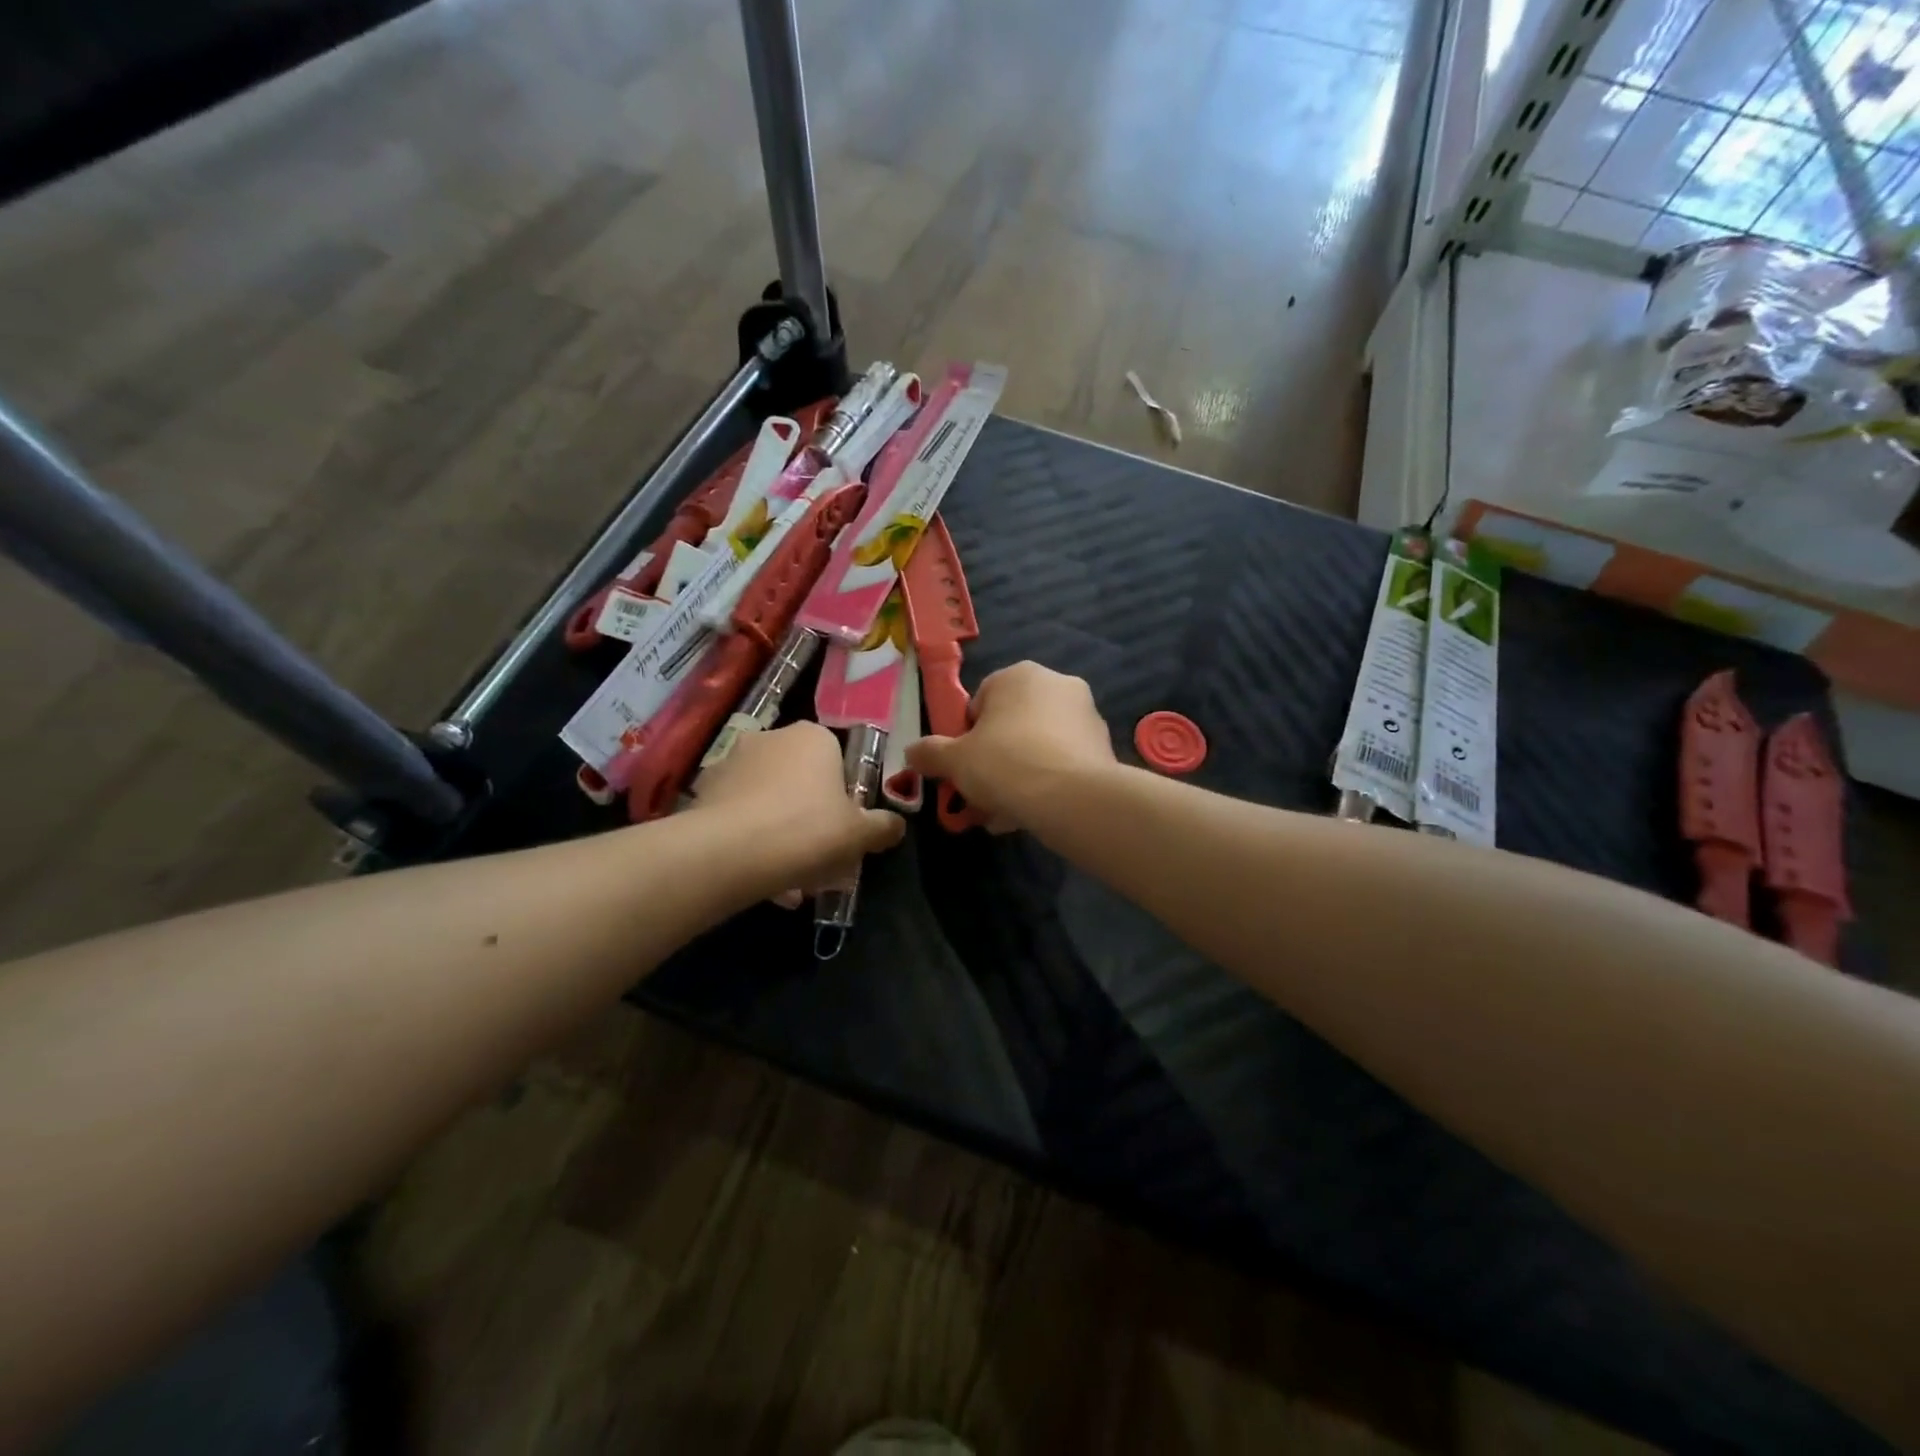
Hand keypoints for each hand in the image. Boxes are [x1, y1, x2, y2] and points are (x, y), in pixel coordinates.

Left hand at [689, 722, 903, 903]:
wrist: (729, 853)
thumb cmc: (808, 830)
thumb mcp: (860, 834)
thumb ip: (883, 826)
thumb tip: (896, 825)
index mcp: (812, 737)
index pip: (836, 759)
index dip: (843, 797)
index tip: (844, 829)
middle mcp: (770, 738)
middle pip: (799, 780)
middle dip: (809, 817)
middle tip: (819, 858)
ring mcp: (731, 763)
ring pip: (767, 801)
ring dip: (779, 834)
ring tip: (788, 881)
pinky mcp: (702, 792)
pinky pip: (737, 817)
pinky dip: (750, 842)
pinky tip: (759, 879)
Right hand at [903, 662, 1116, 833]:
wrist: (1072, 797)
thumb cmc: (1004, 764)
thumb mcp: (954, 760)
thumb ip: (930, 753)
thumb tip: (911, 753)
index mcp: (1019, 675)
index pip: (981, 703)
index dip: (967, 738)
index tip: (964, 767)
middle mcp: (1057, 684)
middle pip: (1011, 727)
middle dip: (994, 762)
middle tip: (982, 795)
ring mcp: (1086, 715)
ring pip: (1038, 748)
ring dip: (1018, 778)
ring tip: (1005, 814)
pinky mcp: (1103, 747)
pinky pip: (1063, 764)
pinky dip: (1047, 784)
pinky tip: (1033, 814)